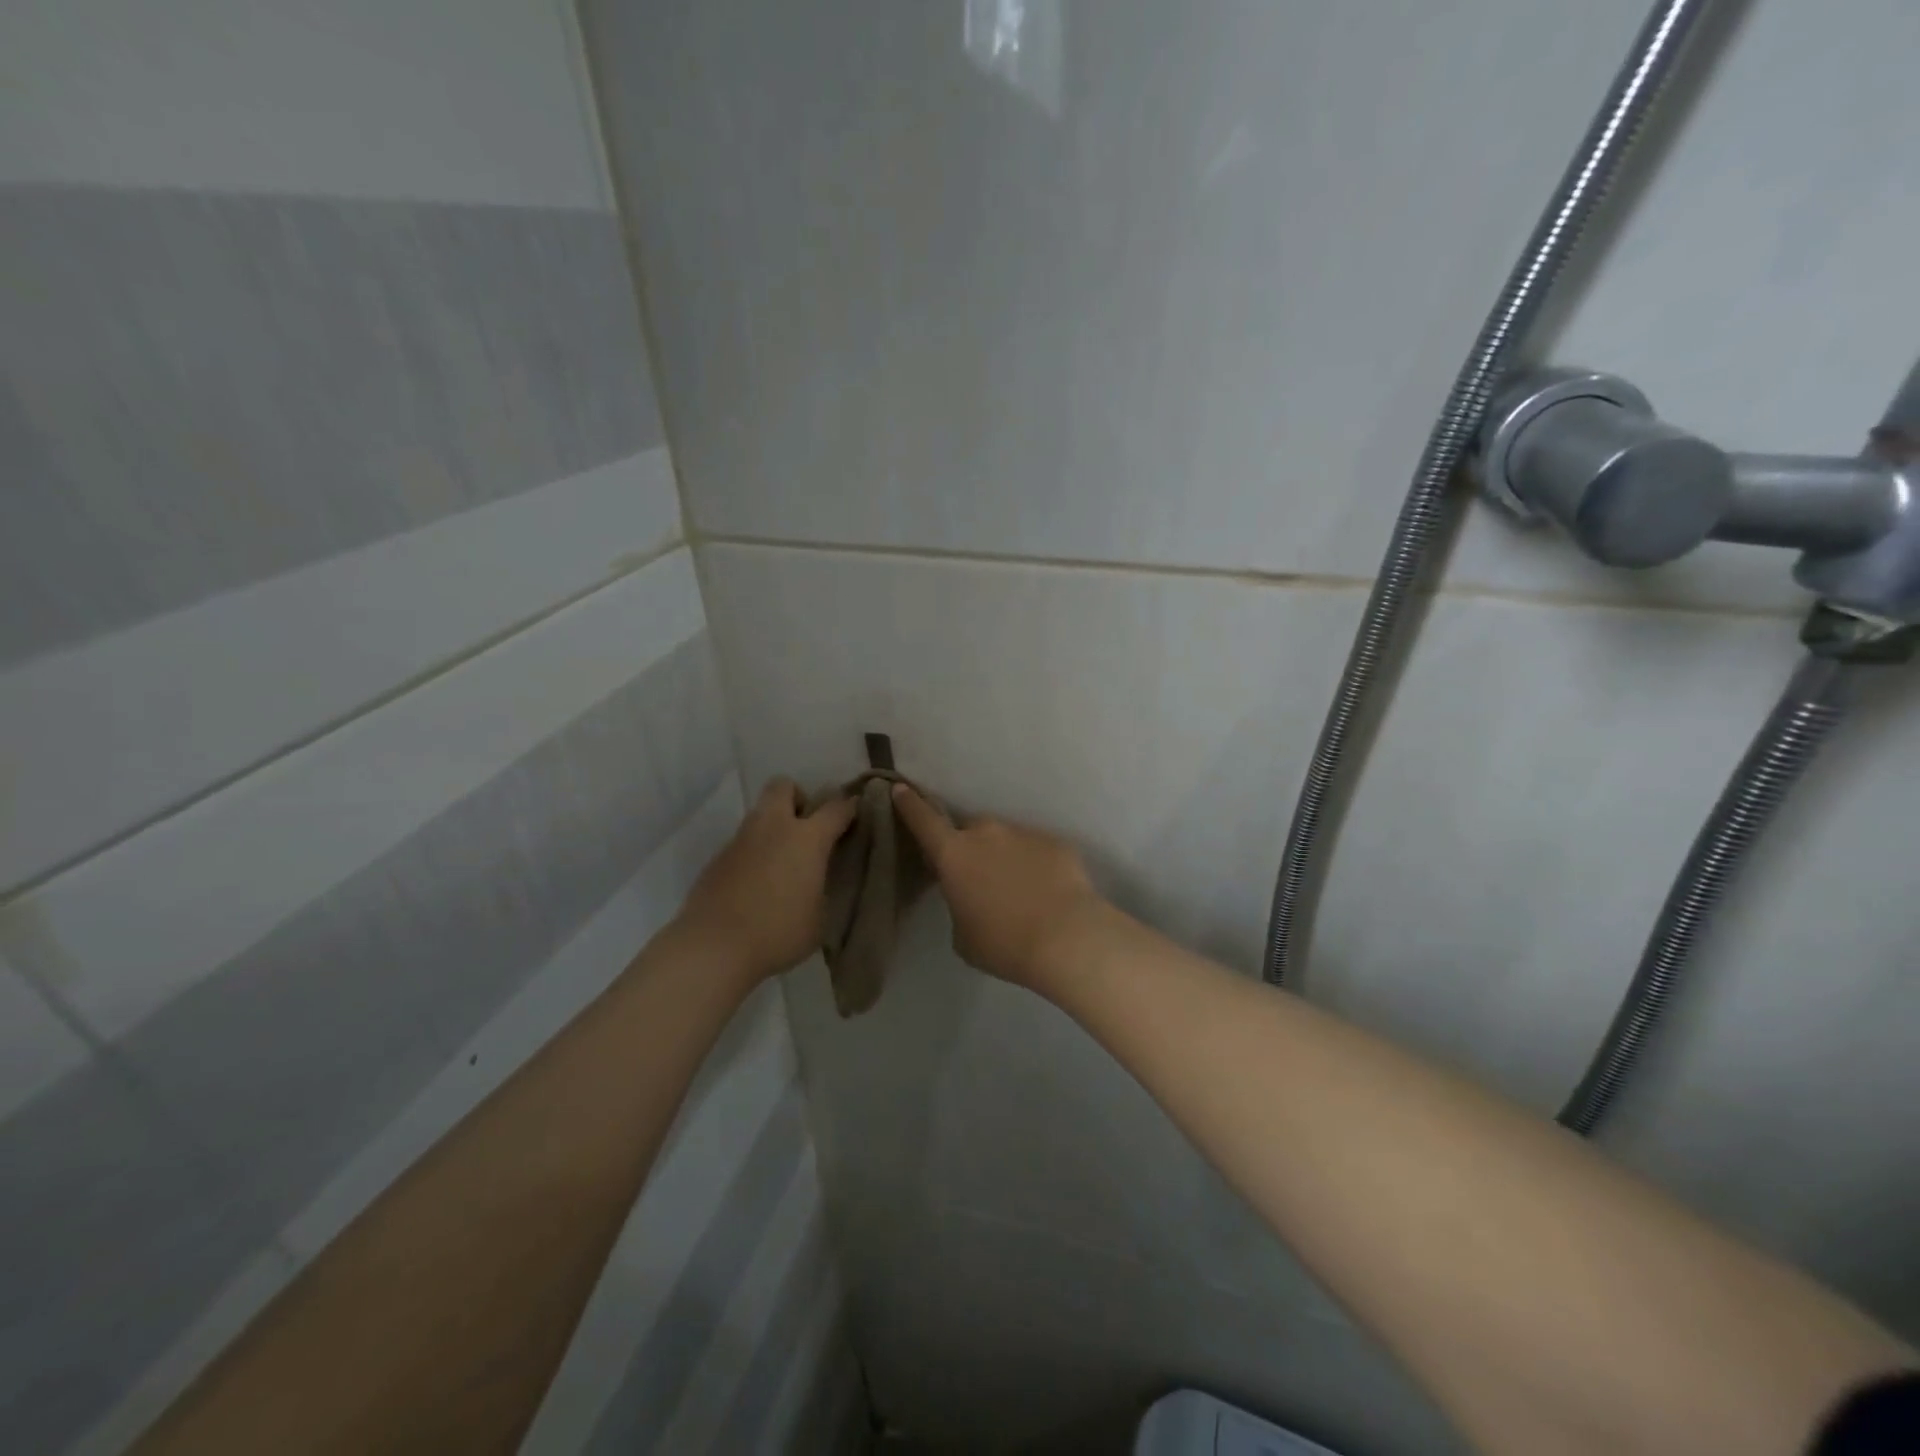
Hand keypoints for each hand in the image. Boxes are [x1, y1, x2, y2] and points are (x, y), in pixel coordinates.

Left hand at [677, 778, 858, 984]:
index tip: (855, 812)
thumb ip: (823, 888)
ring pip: (759, 815)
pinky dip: (753, 854)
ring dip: (773, 828)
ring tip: (781, 864)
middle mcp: (773, 828)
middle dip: (798, 798)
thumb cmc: (779, 932)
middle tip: (806, 829)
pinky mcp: (717, 859)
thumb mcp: (820, 916)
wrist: (713, 948)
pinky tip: (756, 885)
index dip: (849, 807)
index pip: (835, 808)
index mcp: (807, 839)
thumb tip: (817, 882)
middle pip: (784, 786)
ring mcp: (740, 841)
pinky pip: (742, 844)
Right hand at [891, 784, 1103, 991]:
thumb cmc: (1003, 943)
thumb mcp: (963, 935)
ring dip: (1005, 857)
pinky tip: (1047, 893)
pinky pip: (1037, 850)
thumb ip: (959, 905)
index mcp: (954, 854)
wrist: (1067, 938)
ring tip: (1020, 892)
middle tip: (981, 878)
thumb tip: (972, 897)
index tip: (900, 788)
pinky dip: (1036, 865)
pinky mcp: (1055, 842)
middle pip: (971, 831)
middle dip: (971, 847)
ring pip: (1006, 839)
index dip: (910, 804)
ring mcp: (1024, 833)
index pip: (924, 821)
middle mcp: (986, 833)